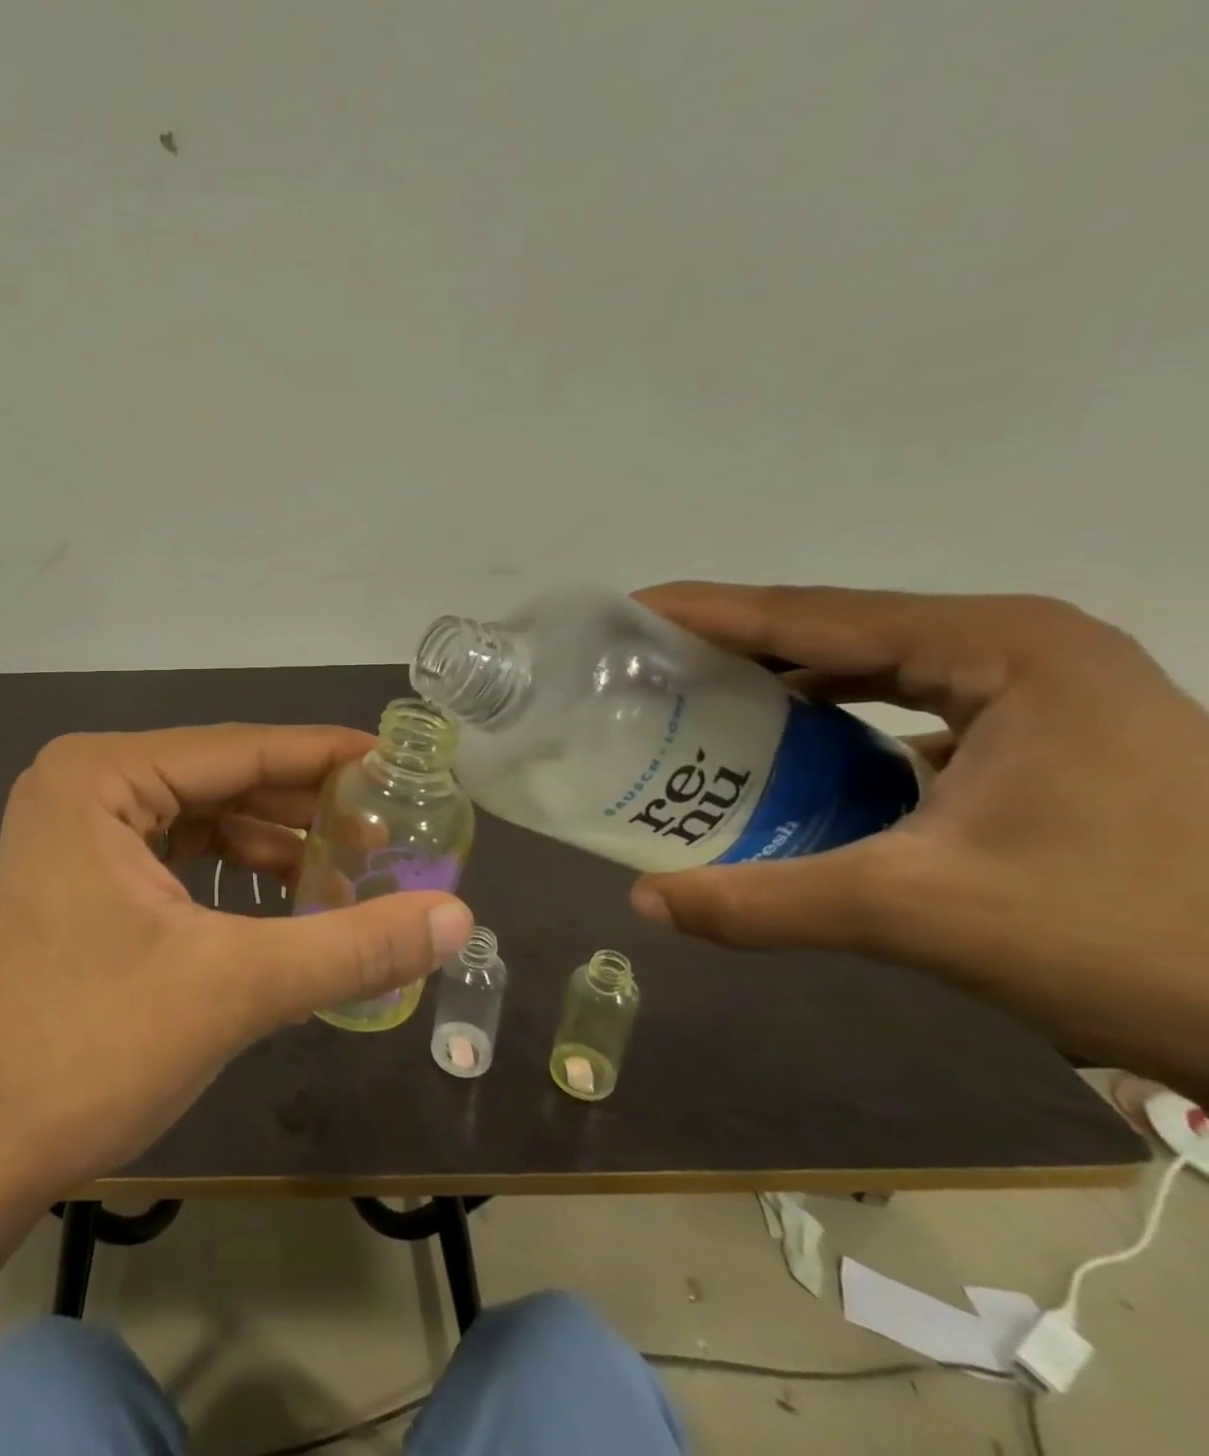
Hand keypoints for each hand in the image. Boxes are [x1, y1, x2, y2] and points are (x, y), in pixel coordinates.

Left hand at [0, 725, 475, 1205]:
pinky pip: (173, 855)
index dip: (325, 755)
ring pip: (199, 819)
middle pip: (219, 780)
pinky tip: (287, 900)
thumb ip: (352, 946)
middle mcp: (79, 786)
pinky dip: (231, 874)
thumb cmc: (89, 1051)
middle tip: (389, 825)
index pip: (238, 749)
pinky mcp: (76, 878)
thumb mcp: (234, 988)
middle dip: (303, 806)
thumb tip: (457, 915)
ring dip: (272, 844)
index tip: (398, 761)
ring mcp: (72, 832)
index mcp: (98, 777)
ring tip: (352, 868)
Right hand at [629, 583, 1208, 1093]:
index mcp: (997, 648)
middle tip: (637, 666)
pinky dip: (828, 719)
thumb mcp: (925, 914)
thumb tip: (644, 903)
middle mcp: (1015, 646)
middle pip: (833, 629)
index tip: (624, 615)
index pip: (810, 614)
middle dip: (729, 644)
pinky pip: (901, 704)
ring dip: (776, 680)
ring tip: (688, 702)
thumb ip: (769, 902)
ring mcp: (1036, 689)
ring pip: (869, 665)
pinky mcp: (1040, 734)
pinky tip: (779, 752)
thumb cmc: (1137, 935)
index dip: (705, 612)